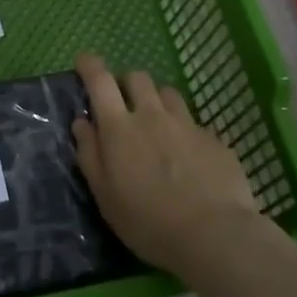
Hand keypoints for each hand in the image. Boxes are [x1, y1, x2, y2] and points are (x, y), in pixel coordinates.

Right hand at [71, 53, 259, 276]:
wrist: (214, 235)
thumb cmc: (148, 222)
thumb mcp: (105, 196)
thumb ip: (90, 154)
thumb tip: (81, 122)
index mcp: (120, 128)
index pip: (100, 81)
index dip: (90, 64)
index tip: (84, 61)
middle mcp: (152, 116)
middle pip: (138, 78)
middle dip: (126, 83)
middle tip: (123, 104)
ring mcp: (187, 124)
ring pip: (168, 93)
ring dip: (157, 101)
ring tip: (157, 125)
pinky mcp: (213, 139)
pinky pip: (194, 123)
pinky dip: (184, 131)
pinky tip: (189, 157)